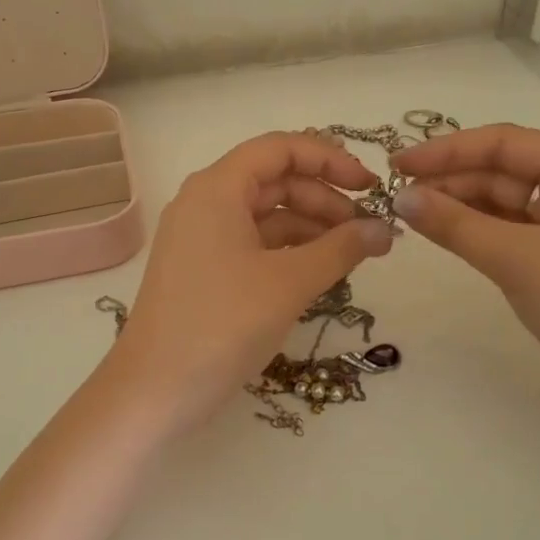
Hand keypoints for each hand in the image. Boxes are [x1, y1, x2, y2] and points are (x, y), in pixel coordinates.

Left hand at [109, 132, 394, 430]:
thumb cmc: (222, 324)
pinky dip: (289, 251)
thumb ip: (342, 249)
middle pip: (275, 180)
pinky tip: (321, 272)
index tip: (369, 185)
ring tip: (353, 254)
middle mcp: (205, 203)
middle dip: (325, 198)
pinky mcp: (203, 270)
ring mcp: (201, 238)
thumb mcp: (290, 283)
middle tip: (369, 229)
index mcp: (217, 189)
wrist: (154, 391)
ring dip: (311, 227)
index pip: (280, 148)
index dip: (329, 159)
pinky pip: (253, 244)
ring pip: (266, 215)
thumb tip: (385, 229)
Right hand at [389, 124, 539, 444]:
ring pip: (505, 206)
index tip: (398, 164)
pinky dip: (477, 235)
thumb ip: (455, 224)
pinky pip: (511, 237)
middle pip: (504, 171)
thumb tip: (400, 197)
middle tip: (396, 195)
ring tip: (411, 216)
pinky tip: (446, 239)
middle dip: (451, 178)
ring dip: (460, 207)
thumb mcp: (517, 257)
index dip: (447, 149)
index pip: (504, 143)